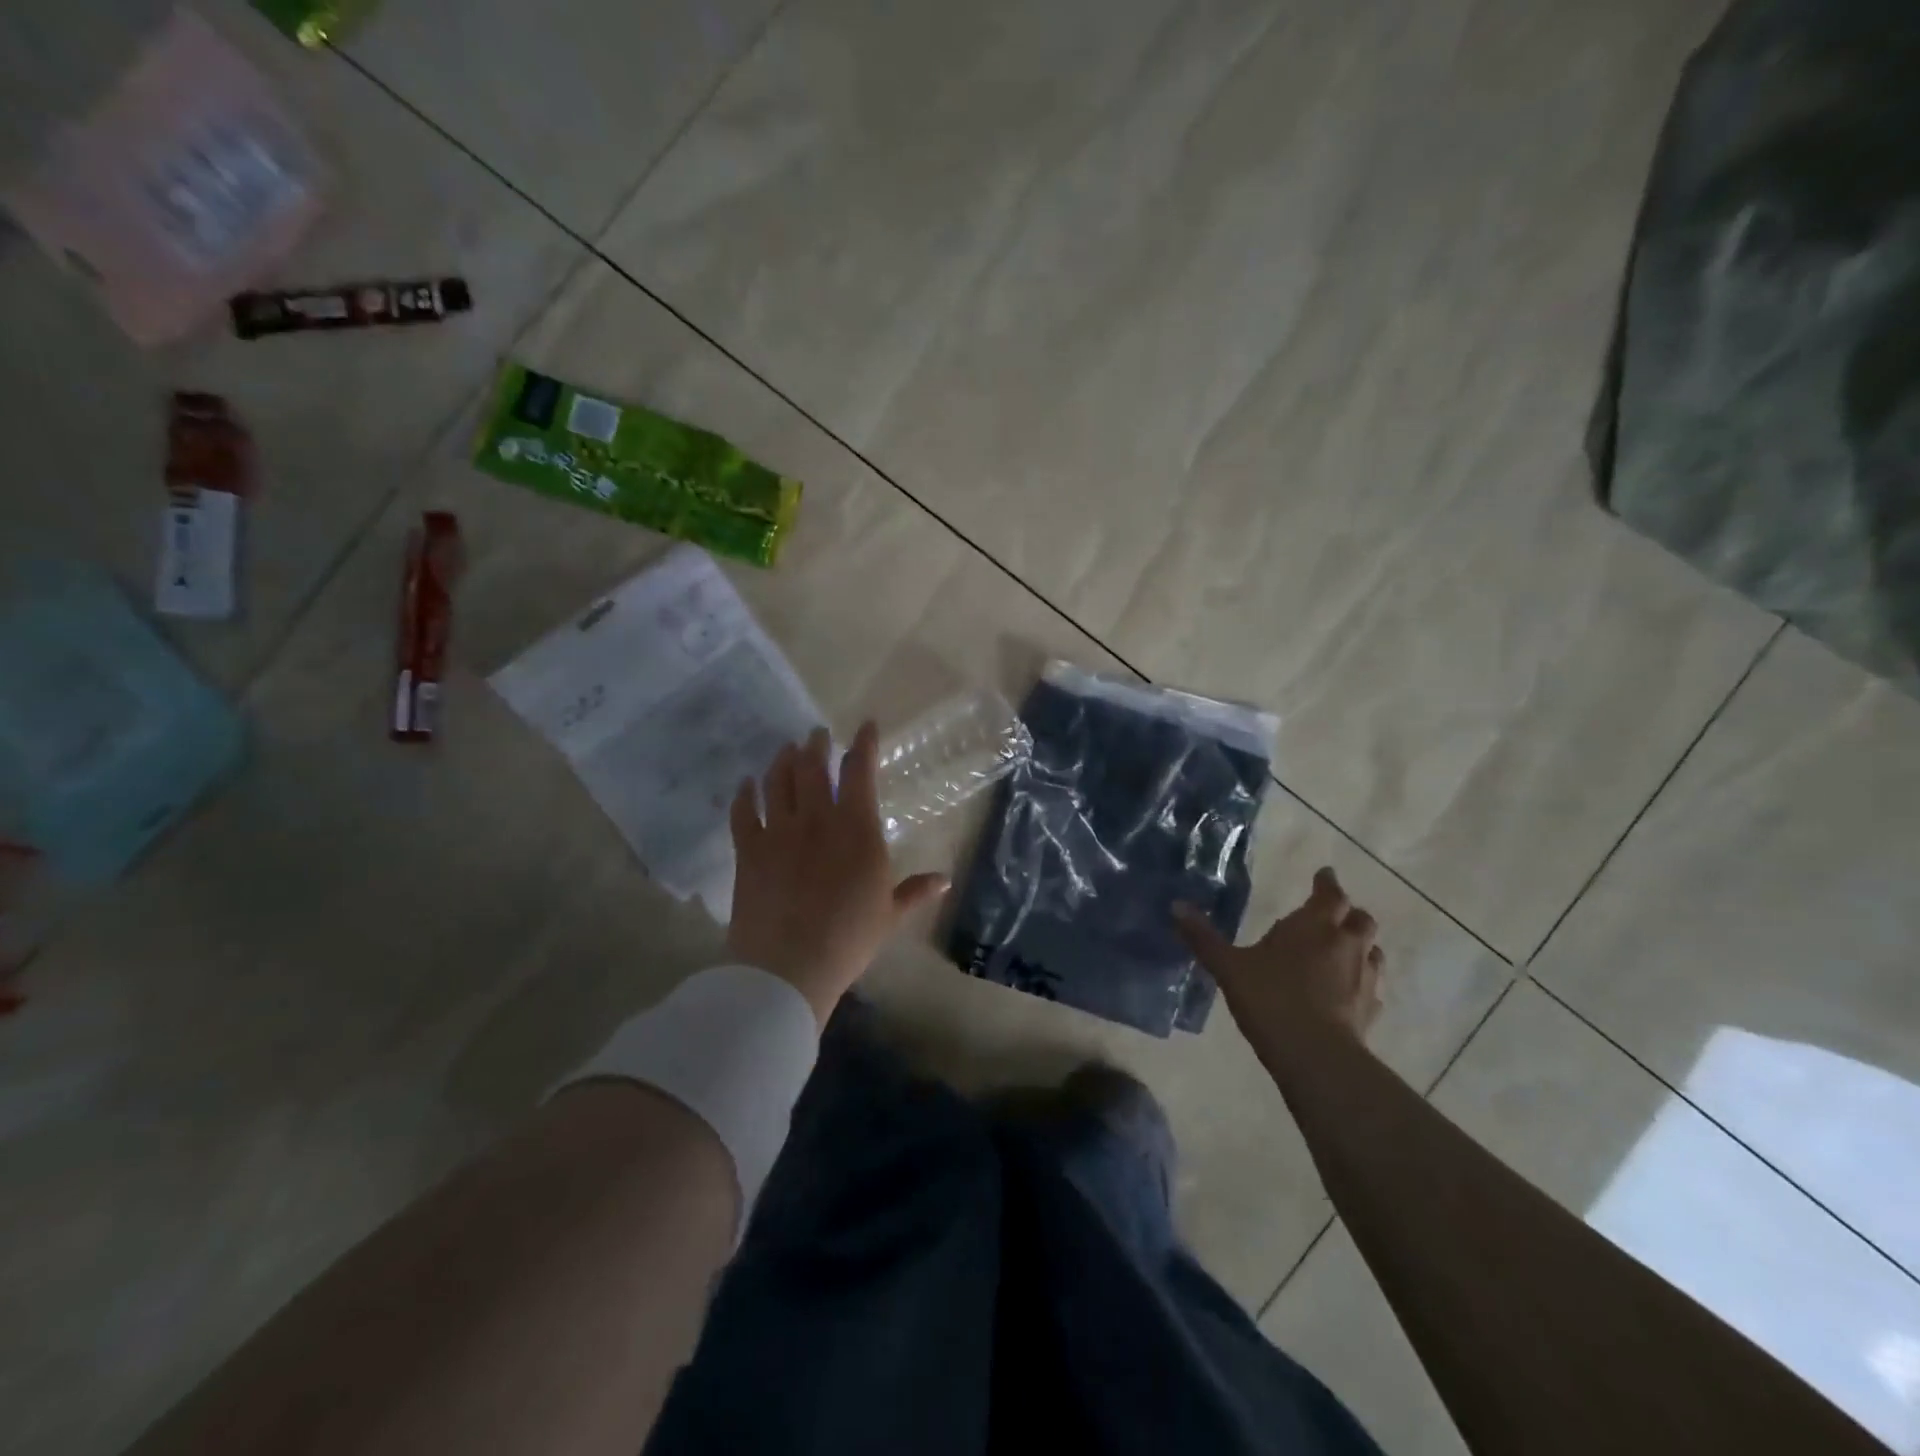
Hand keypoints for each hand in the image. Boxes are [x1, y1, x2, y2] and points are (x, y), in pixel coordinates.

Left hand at [727, 723, 948, 1023]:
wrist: (789, 966)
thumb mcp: (889, 915)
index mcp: (857, 829)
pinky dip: (744, 794)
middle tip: (816, 734)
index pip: (860, 772)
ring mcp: (779, 832)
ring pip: (777, 781)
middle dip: (816, 745)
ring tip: (786, 749)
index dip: (863, 744)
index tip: (865, 727)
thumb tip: (945, 880)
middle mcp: (817, 819)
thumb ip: (915, 891)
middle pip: (813, 767)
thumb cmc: (849, 939)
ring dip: (782, 760)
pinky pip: (743, 812)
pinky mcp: (749, 850)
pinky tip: (745, 785)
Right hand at [1174, 867, 1384, 1045]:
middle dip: (1348, 914)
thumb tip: (1175, 906)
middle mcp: (1346, 945)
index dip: (1326, 883)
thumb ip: (1204, 937)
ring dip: (1360, 946)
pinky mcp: (1370, 1010)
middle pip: (1360, 919)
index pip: (1330, 894)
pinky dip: (1361, 982)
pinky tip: (1346, 992)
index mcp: (1314, 926)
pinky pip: (1372, 987)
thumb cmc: (1271, 998)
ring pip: (1372, 951)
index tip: (1324, 875)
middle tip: (1331, 916)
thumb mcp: (1229, 967)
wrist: (1315, 1055)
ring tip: (1341, 952)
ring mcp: (1364, 978)